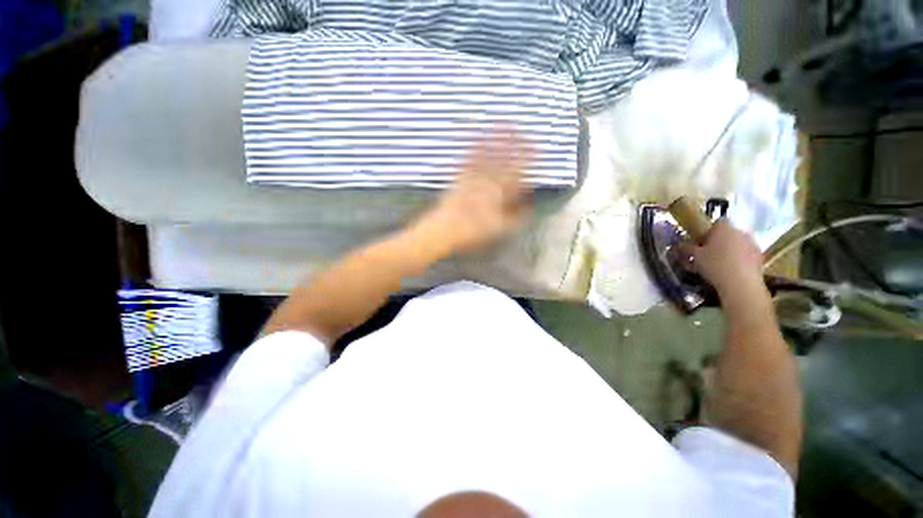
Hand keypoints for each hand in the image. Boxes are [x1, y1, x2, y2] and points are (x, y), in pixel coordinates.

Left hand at [416, 128, 533, 254]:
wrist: (444, 229)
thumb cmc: (473, 232)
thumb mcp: (501, 228)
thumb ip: (517, 216)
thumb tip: (532, 207)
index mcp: (502, 193)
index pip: (520, 171)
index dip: (529, 158)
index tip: (537, 147)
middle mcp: (489, 180)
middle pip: (505, 158)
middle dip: (515, 142)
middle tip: (522, 127)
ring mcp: (473, 175)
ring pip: (488, 153)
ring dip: (496, 137)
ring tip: (502, 123)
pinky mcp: (459, 174)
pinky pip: (467, 156)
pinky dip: (472, 143)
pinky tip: (474, 132)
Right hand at [681, 219, 764, 297]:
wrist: (741, 284)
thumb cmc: (716, 266)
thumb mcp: (697, 259)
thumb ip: (687, 249)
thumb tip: (676, 245)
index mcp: (722, 225)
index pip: (716, 223)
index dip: (711, 234)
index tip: (706, 247)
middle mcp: (738, 229)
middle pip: (730, 233)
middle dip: (725, 243)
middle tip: (717, 260)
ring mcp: (751, 242)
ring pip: (741, 245)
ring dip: (736, 253)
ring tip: (728, 271)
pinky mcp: (760, 257)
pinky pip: (750, 257)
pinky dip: (746, 264)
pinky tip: (739, 277)